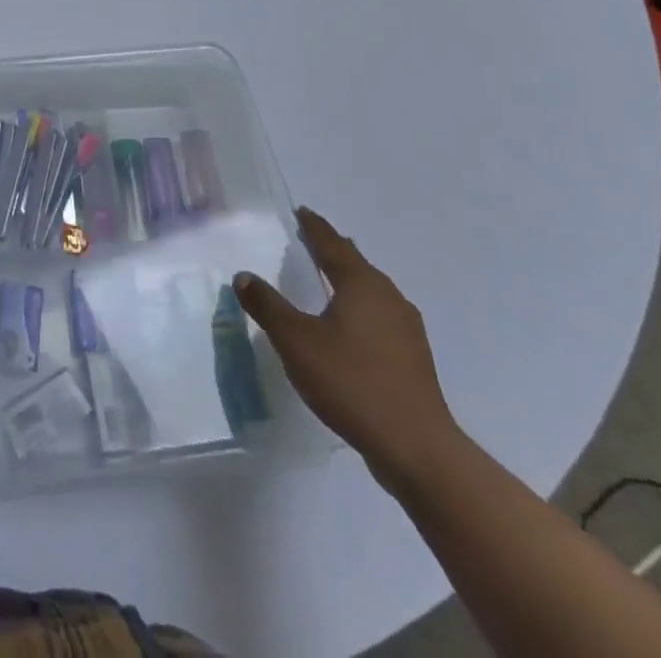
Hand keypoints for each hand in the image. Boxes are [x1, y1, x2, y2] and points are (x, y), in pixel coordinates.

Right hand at [235, 208, 461, 487]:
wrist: (416, 448)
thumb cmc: (352, 382)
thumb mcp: (295, 341)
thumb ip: (267, 305)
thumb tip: (244, 275)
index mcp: (362, 284)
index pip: (333, 244)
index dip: (314, 227)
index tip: (301, 212)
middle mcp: (389, 298)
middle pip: (356, 264)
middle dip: (333, 250)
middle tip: (309, 240)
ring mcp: (407, 329)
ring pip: (372, 291)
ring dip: (348, 280)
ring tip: (328, 280)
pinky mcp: (413, 358)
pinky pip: (380, 316)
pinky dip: (360, 308)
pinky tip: (349, 327)